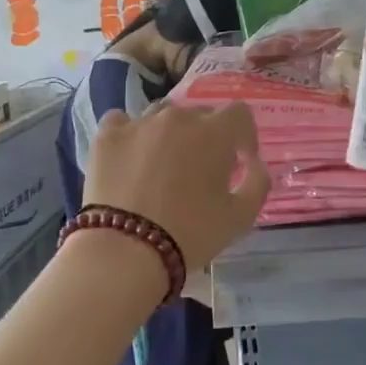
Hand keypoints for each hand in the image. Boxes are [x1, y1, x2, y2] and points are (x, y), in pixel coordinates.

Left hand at [84, 102, 269, 271]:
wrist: (125, 251)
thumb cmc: (191, 234)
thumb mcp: (241, 217)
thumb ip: (258, 182)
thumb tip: (255, 163)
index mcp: (214, 132)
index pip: (239, 114)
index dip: (243, 135)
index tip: (240, 159)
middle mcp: (178, 117)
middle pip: (199, 114)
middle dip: (206, 136)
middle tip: (200, 169)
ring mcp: (139, 122)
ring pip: (161, 114)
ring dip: (169, 132)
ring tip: (163, 163)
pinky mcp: (108, 135)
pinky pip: (123, 121)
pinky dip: (130, 133)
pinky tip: (130, 155)